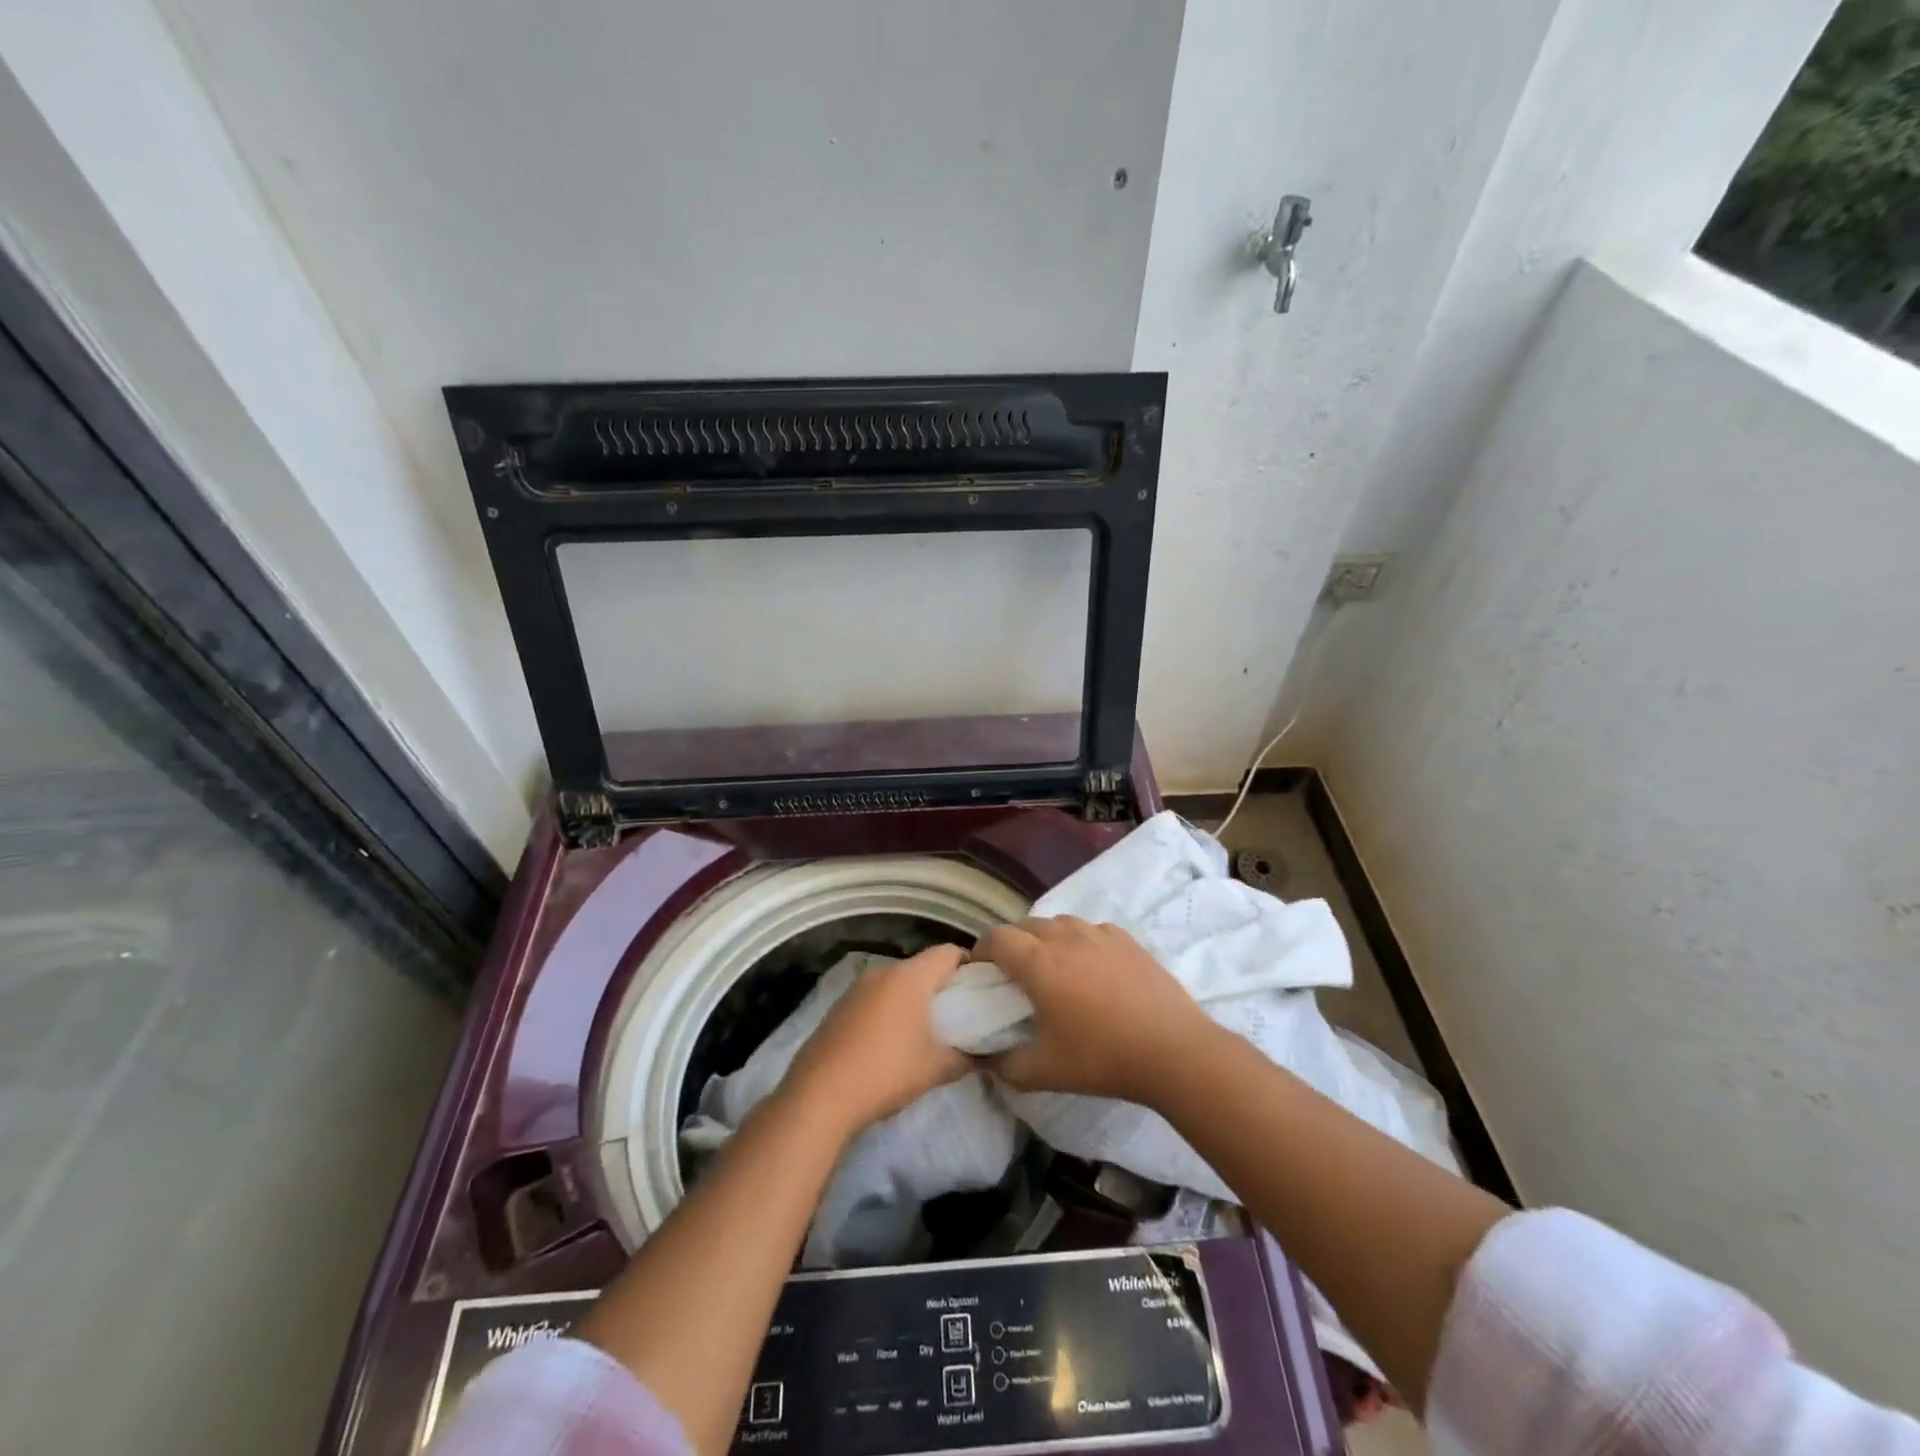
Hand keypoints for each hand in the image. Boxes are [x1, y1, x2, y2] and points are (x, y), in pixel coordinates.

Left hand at [781, 945, 970, 1137]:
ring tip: (928, 1028)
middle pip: (922, 965)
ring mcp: (857, 988)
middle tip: (960, 1013)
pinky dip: (890, 1008)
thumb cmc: (886, 1072)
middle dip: (943, 985)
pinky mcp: (839, 1007)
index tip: (982, 988)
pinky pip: (876, 997)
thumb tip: (985, 1056)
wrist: (819, 1096)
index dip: (970, 965)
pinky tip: (892, 1039)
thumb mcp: (935, 1069)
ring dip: (914, 997)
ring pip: (897, 981)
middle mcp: (883, 972)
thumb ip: (966, 1058)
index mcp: (910, 977)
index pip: (949, 952)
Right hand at [974, 916, 1216, 1106]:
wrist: (1173, 1050)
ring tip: (1052, 968)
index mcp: (1038, 963)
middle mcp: (1065, 937)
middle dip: (1012, 943)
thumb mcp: (1044, 1072)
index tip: (980, 972)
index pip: (996, 938)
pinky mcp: (1127, 939)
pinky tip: (1090, 967)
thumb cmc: (1102, 1058)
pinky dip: (1079, 941)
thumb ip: (1005, 1065)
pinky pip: (1090, 930)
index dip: (981, 951)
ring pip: (1059, 923)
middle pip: (1025, 925)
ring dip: (1045, 939)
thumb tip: (984, 1059)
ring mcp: (1099, 934)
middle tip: (1014, 974)